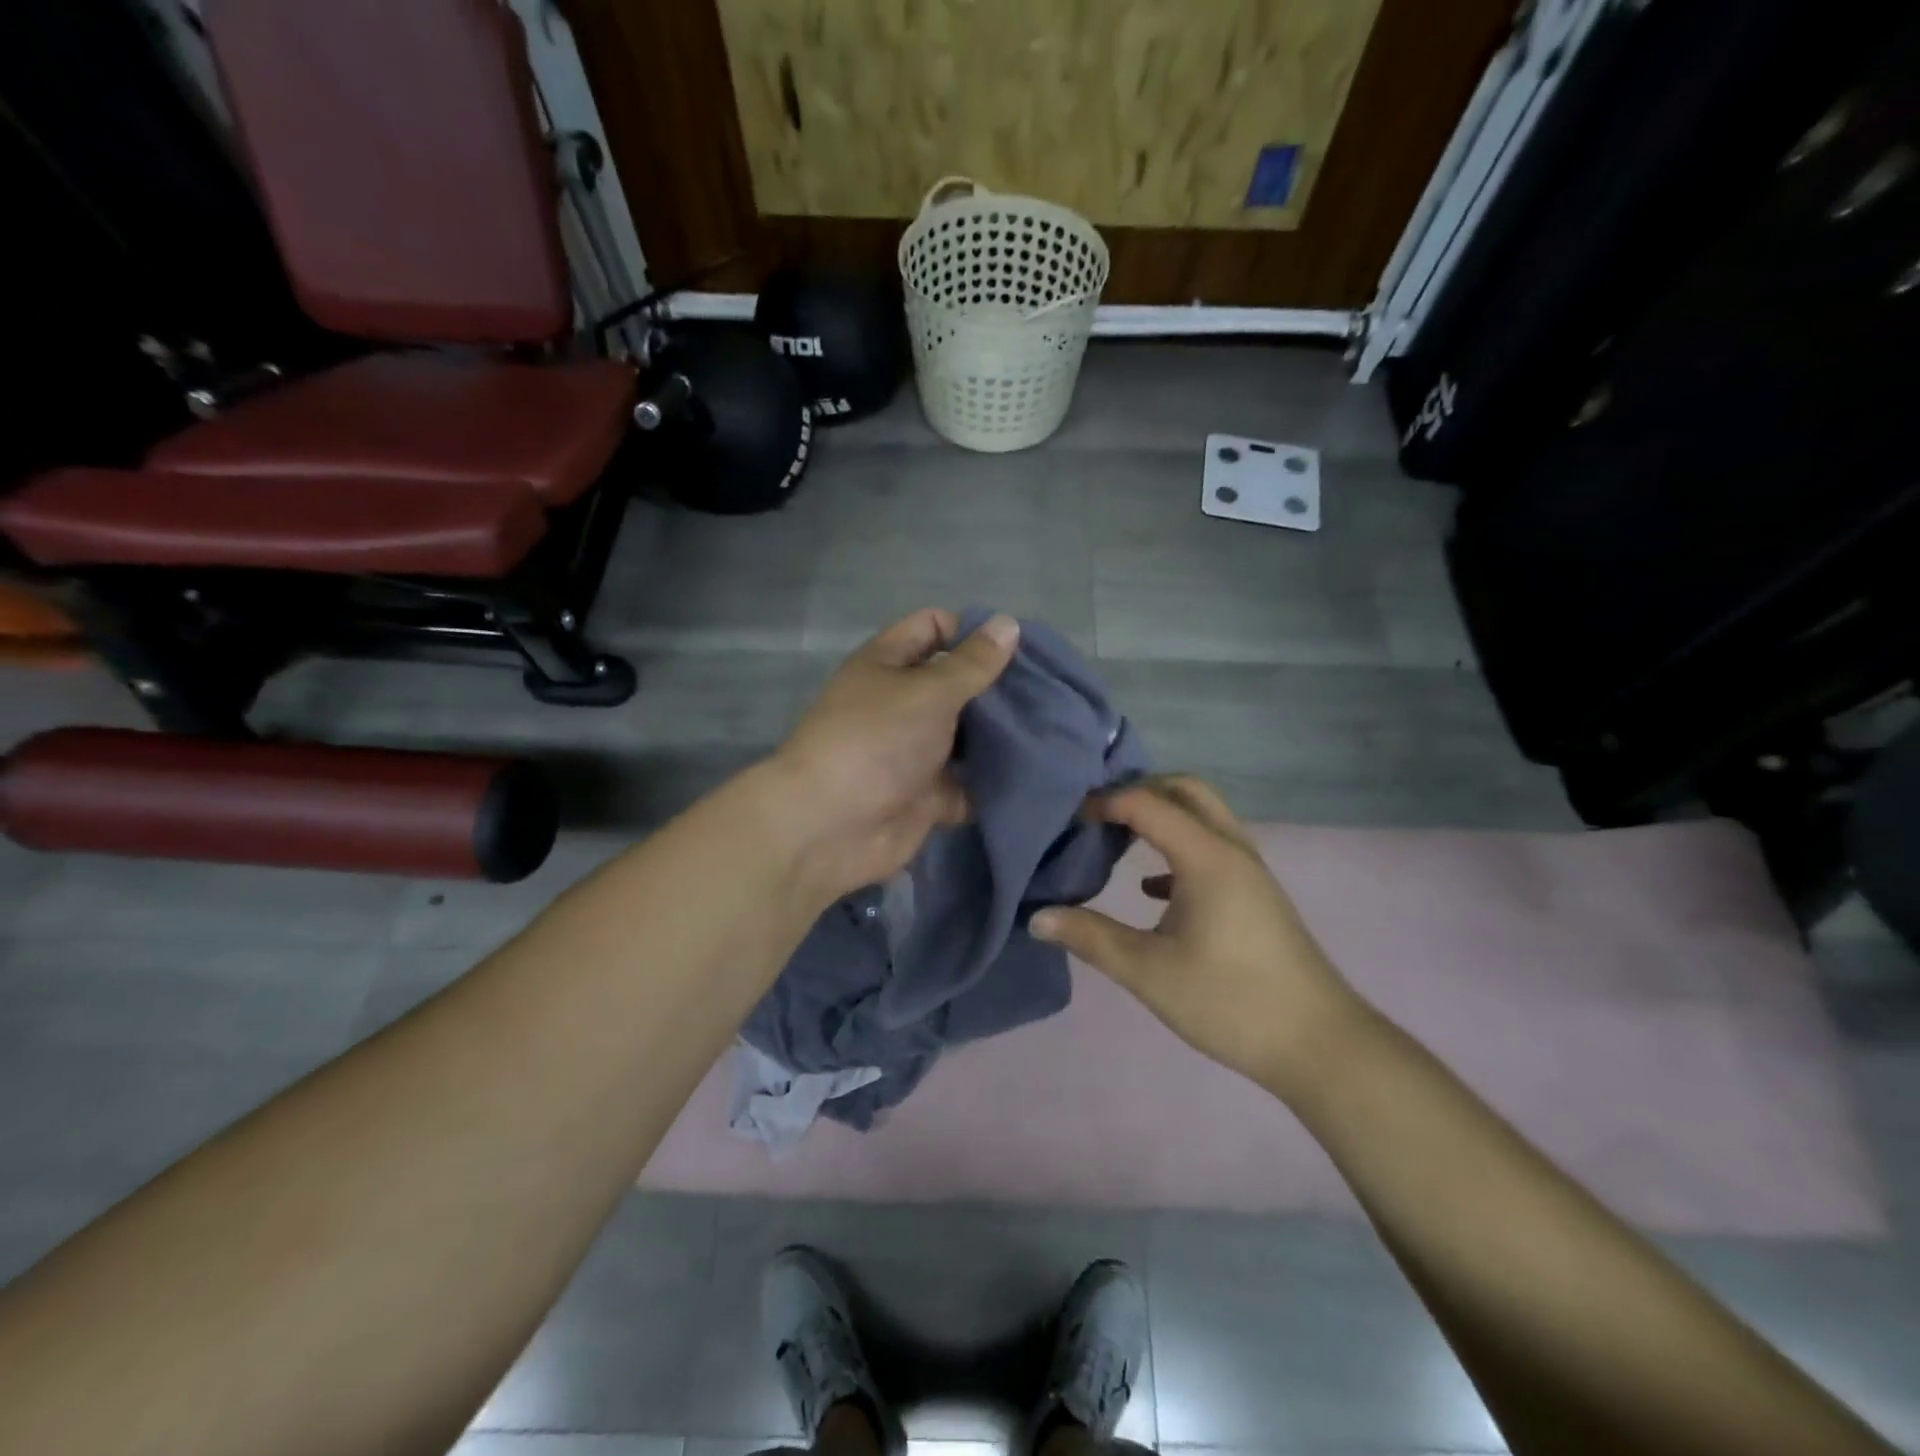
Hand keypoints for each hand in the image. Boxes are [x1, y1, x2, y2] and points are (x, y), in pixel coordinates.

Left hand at [767, 609, 1019, 903]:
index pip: (932, 628)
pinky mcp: (927, 795)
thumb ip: (972, 663)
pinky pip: (968, 783)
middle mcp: (901, 704)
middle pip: (955, 684)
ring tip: (1053, 729)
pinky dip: (993, 782)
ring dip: (1001, 736)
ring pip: (966, 736)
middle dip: (997, 687)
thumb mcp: (928, 691)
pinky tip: (1036, 774)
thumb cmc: (877, 741)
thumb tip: (1008, 623)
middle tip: (1048, 691)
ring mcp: (913, 752)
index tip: (1017, 648)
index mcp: (888, 664)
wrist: (831, 827)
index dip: (970, 631)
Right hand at [1031, 776, 1368, 1098]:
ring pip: (1202, 816)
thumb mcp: (1148, 972)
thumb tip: (1035, 917)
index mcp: (1206, 856)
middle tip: (1096, 815)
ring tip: (1115, 839)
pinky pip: (1211, 847)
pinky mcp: (1255, 894)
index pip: (1147, 802)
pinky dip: (1177, 847)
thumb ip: (1089, 937)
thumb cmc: (1229, 1001)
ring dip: (1160, 816)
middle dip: (1137, 791)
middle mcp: (1231, 848)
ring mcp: (1249, 870)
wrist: (1318, 1044)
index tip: (1068, 820)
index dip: (1104, 802)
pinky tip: (1152, 889)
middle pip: (1184, 790)